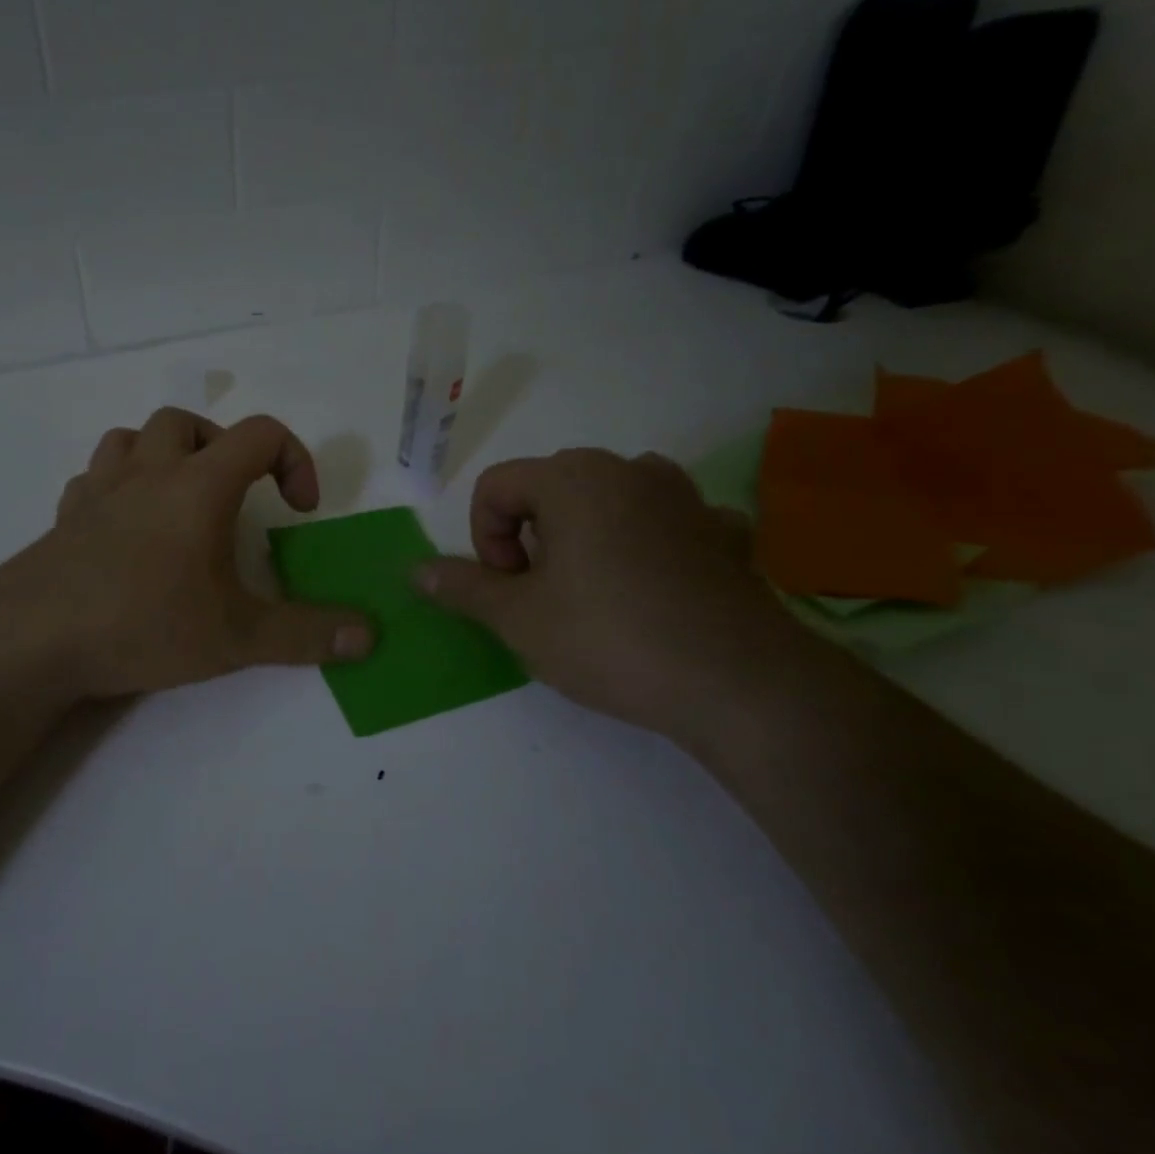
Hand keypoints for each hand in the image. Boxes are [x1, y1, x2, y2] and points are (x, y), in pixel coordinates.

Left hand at [12, 408, 373, 699]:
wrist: (35, 638)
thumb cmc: (144, 624)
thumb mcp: (237, 637)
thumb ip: (306, 635)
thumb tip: (369, 637)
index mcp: (198, 486)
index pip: (261, 433)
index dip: (294, 459)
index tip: (299, 509)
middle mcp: (148, 472)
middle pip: (188, 421)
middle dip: (223, 447)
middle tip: (235, 495)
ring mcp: (98, 490)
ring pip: (131, 437)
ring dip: (164, 455)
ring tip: (179, 499)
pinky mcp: (64, 517)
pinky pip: (93, 478)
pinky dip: (118, 486)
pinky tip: (125, 526)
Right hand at [415, 448, 804, 745]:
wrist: (738, 683)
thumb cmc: (609, 638)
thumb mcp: (518, 618)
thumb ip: (462, 587)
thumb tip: (416, 570)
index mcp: (573, 478)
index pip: (496, 486)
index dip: (484, 538)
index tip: (508, 587)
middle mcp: (629, 470)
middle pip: (549, 486)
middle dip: (530, 535)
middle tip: (541, 593)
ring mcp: (685, 497)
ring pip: (609, 499)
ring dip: (585, 534)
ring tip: (592, 589)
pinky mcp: (726, 532)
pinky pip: (667, 521)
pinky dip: (646, 543)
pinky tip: (654, 587)